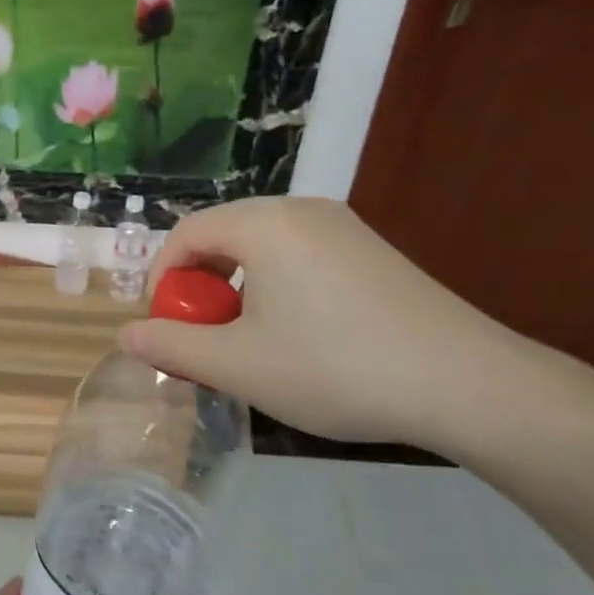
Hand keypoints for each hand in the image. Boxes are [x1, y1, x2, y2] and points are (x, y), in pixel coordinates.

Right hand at [119, 197, 523, 448]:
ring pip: (264, 250)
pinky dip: (278, 290)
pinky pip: (302, 258)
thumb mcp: (238, 365)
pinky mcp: (373, 252)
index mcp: (264, 224)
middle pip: (225, 237)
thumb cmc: (334, 367)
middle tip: (205, 338)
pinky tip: (299, 337)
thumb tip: (129, 335)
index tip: (164, 325)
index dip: (163, 278)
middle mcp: (303, 211)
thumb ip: (173, 346)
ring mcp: (345, 229)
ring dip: (239, 291)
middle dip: (201, 287)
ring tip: (249, 343)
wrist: (465, 383)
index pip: (187, 232)